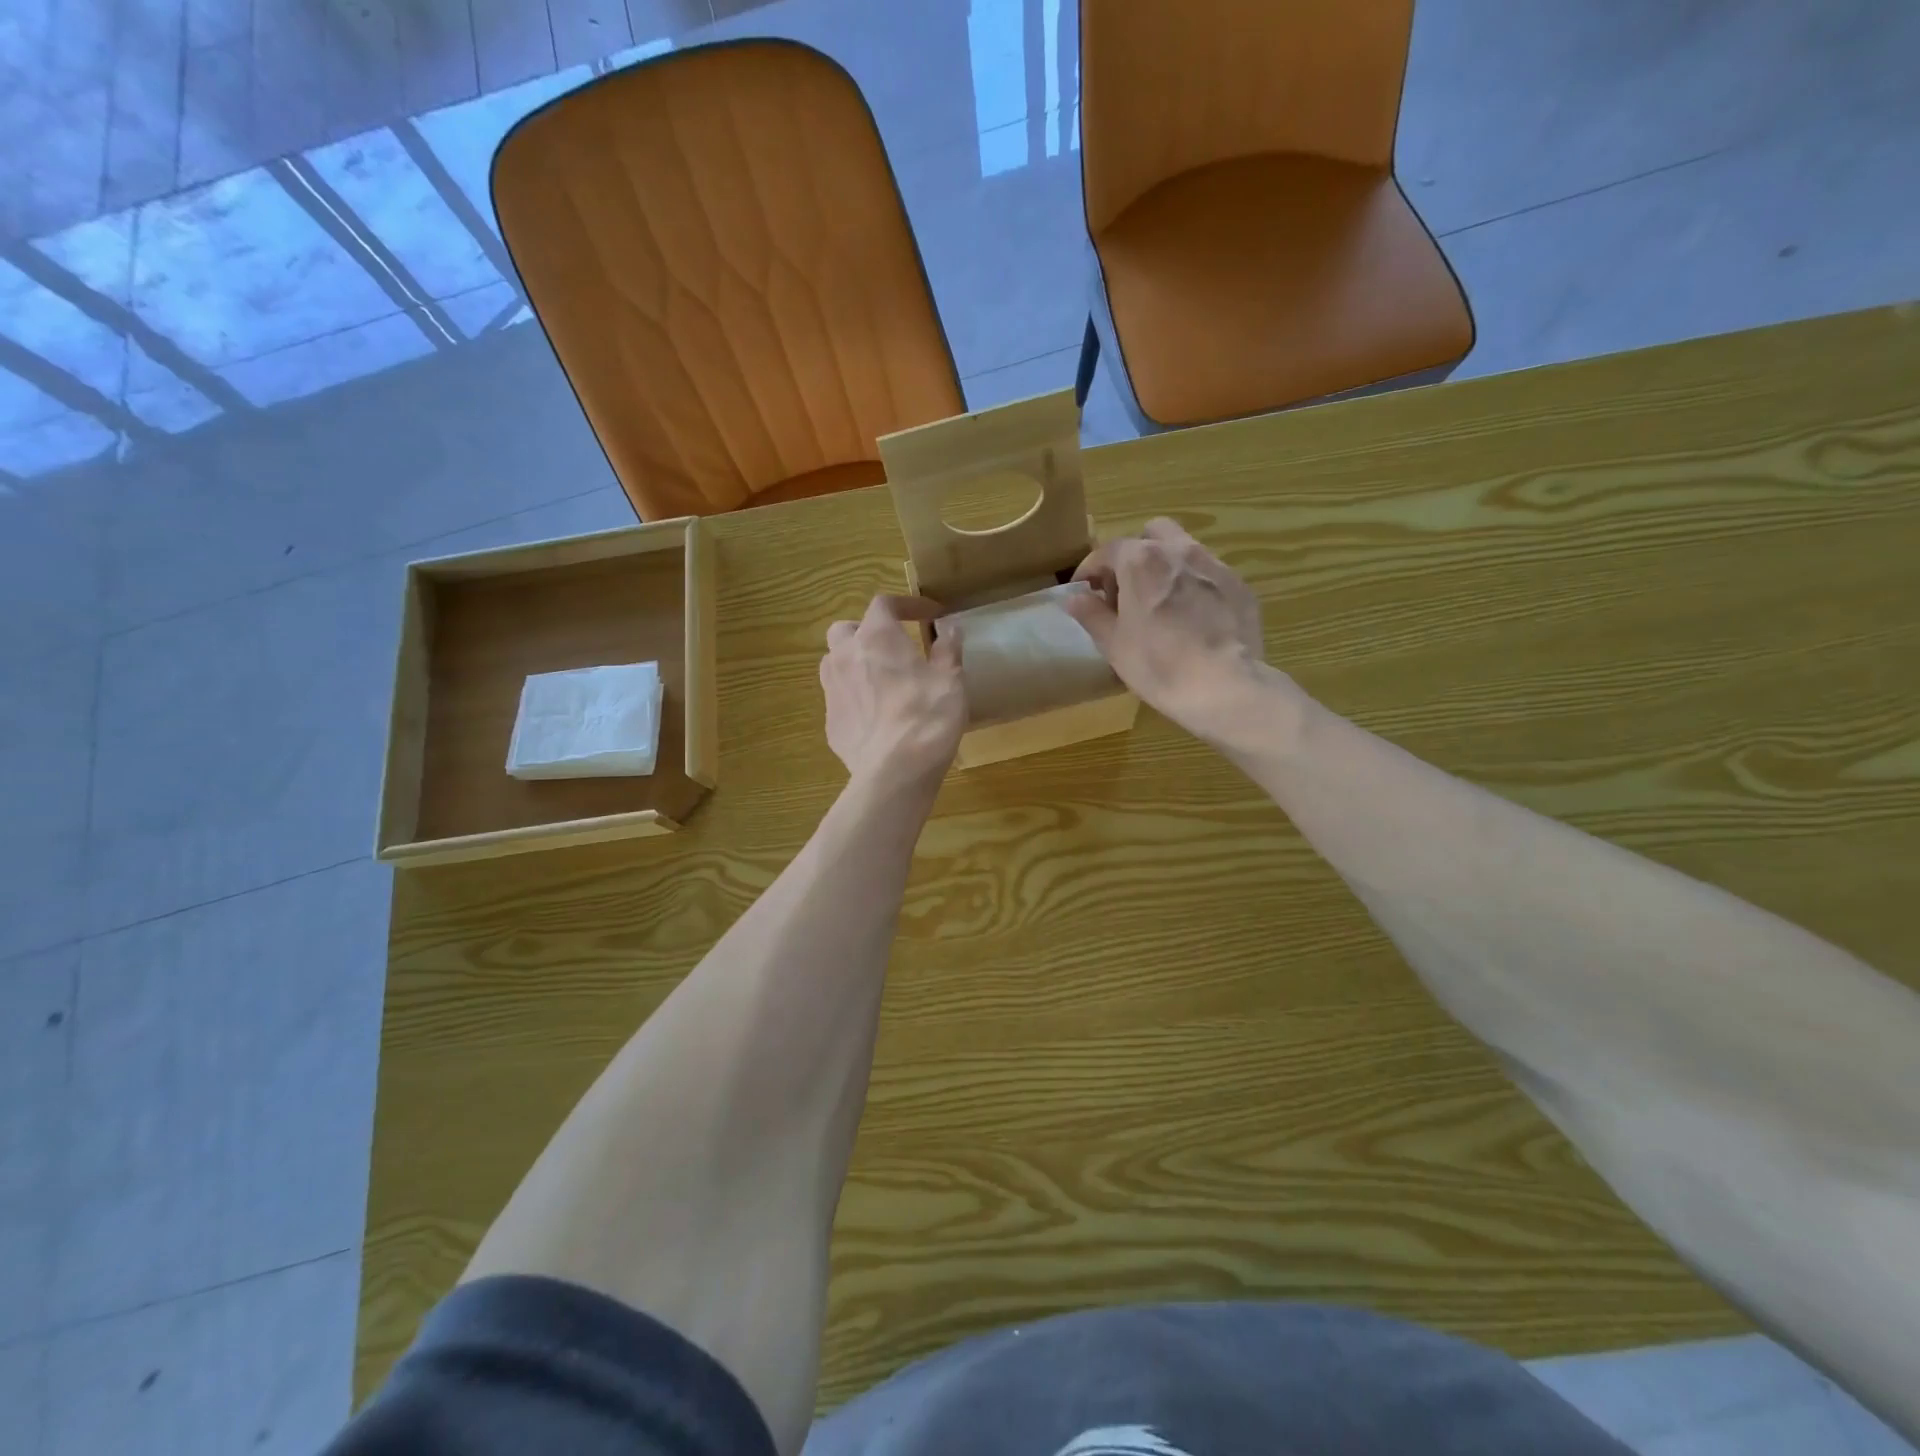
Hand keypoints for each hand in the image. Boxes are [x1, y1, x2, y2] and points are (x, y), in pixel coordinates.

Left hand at [820, 595, 965, 788]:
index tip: (929, 616)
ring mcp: (831, 690)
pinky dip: (855, 697)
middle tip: (893, 645)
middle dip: (867, 631)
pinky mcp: (830, 722)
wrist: (895, 771)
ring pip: (835, 663)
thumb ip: (948, 648)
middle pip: (846, 629)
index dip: (906, 605)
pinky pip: (839, 699)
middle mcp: (845, 656)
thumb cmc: (927, 716)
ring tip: (879, 678)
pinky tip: (875, 716)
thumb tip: (949, 627)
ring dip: (854, 662)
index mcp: (876, 637)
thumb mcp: (950, 679)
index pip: (884, 604)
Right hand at [1066, 519, 1301, 746]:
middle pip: (1152, 534)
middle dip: (1135, 554)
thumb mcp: (1113, 644)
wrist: (1225, 686)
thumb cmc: (1158, 664)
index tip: (1084, 591)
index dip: (1090, 570)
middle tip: (1128, 589)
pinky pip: (1209, 575)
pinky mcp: (1240, 586)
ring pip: (1184, 550)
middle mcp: (1179, 550)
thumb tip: (1074, 598)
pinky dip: (1195, 586)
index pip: (1107, 551)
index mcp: (1141, 561)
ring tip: (1162, 604)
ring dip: (1167, 567)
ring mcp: (1214, 565)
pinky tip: (1194, 618)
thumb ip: (1091, 614)